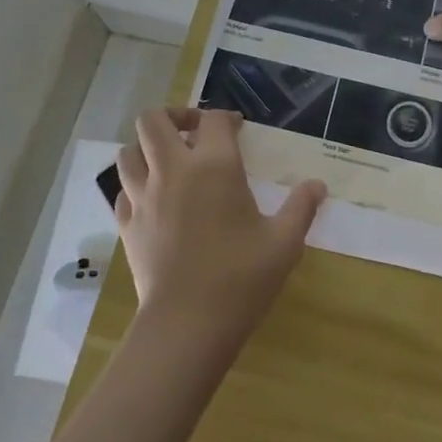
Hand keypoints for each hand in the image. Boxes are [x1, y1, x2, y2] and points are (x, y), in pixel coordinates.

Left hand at [114, 107, 325, 353]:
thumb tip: (318, 186)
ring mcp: (143, 198)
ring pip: (128, 152)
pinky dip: (136, 186)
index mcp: (214, 166)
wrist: (187, 325)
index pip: (214, 120)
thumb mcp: (284, 242)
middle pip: (153, 120)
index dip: (226, 117)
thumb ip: (301, 207)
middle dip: (173, 116)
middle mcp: (173, 171)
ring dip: (147, 148)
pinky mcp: (128, 225)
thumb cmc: (241, 278)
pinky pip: (123, 191)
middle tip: (194, 132)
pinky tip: (155, 201)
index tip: (238, 129)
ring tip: (169, 162)